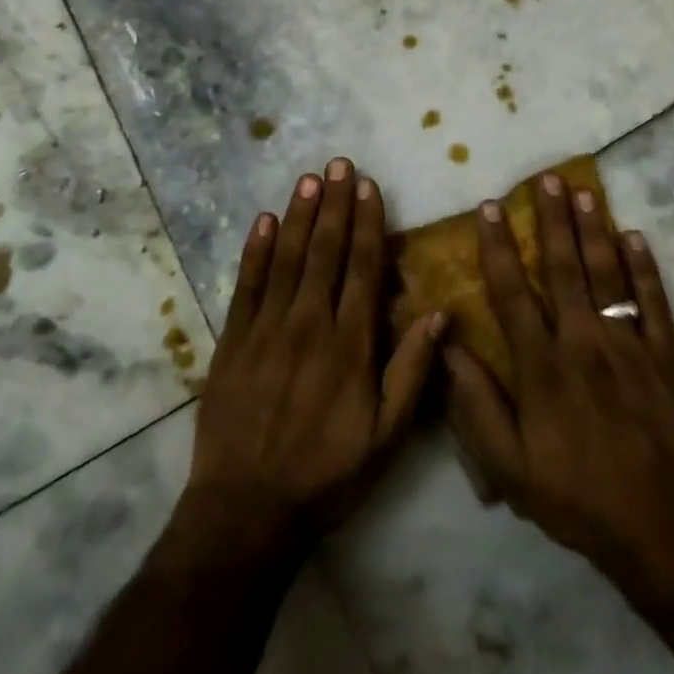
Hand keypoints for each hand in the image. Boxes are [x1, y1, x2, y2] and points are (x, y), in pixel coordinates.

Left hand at [176, 158, 444, 558]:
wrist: (246, 510)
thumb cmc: (325, 474)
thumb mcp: (386, 436)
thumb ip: (412, 371)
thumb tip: (441, 313)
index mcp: (350, 344)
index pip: (362, 268)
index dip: (367, 224)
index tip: (369, 187)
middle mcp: (309, 324)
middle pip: (325, 251)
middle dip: (334, 204)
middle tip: (339, 163)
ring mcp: (266, 329)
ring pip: (287, 258)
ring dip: (299, 215)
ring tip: (310, 178)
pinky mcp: (232, 340)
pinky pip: (246, 285)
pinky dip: (255, 250)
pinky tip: (263, 220)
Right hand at [444, 174, 673, 594]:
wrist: (658, 527)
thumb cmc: (574, 495)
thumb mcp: (508, 465)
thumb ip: (475, 404)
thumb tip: (446, 344)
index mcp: (543, 365)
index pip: (513, 292)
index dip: (498, 247)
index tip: (490, 208)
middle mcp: (583, 342)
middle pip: (565, 268)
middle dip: (553, 220)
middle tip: (546, 178)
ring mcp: (628, 345)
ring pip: (608, 275)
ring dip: (595, 230)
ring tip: (585, 191)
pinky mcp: (663, 357)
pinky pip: (653, 304)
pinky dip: (645, 269)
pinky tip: (636, 237)